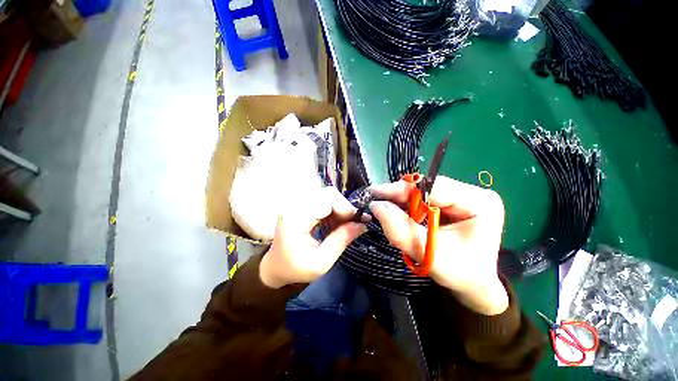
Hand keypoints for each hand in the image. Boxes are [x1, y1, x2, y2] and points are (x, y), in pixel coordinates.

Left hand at [260, 186, 367, 288]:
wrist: (276, 267)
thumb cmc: (295, 269)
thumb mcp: (321, 262)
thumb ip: (341, 241)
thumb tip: (362, 224)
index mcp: (295, 218)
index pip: (326, 199)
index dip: (345, 208)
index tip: (358, 222)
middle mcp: (295, 204)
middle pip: (328, 193)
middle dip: (344, 208)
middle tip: (352, 225)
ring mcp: (297, 202)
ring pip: (328, 195)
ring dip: (340, 209)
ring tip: (343, 226)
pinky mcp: (301, 204)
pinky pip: (324, 199)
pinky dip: (333, 210)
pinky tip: (334, 223)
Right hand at [370, 177, 508, 314]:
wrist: (475, 285)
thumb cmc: (461, 275)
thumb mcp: (430, 255)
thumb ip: (402, 231)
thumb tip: (376, 206)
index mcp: (479, 202)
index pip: (434, 187)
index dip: (402, 189)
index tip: (376, 193)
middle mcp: (472, 193)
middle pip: (426, 187)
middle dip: (399, 196)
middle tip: (376, 202)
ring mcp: (462, 196)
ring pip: (422, 192)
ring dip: (401, 201)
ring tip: (383, 208)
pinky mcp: (452, 202)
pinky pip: (423, 199)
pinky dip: (407, 206)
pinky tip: (397, 213)